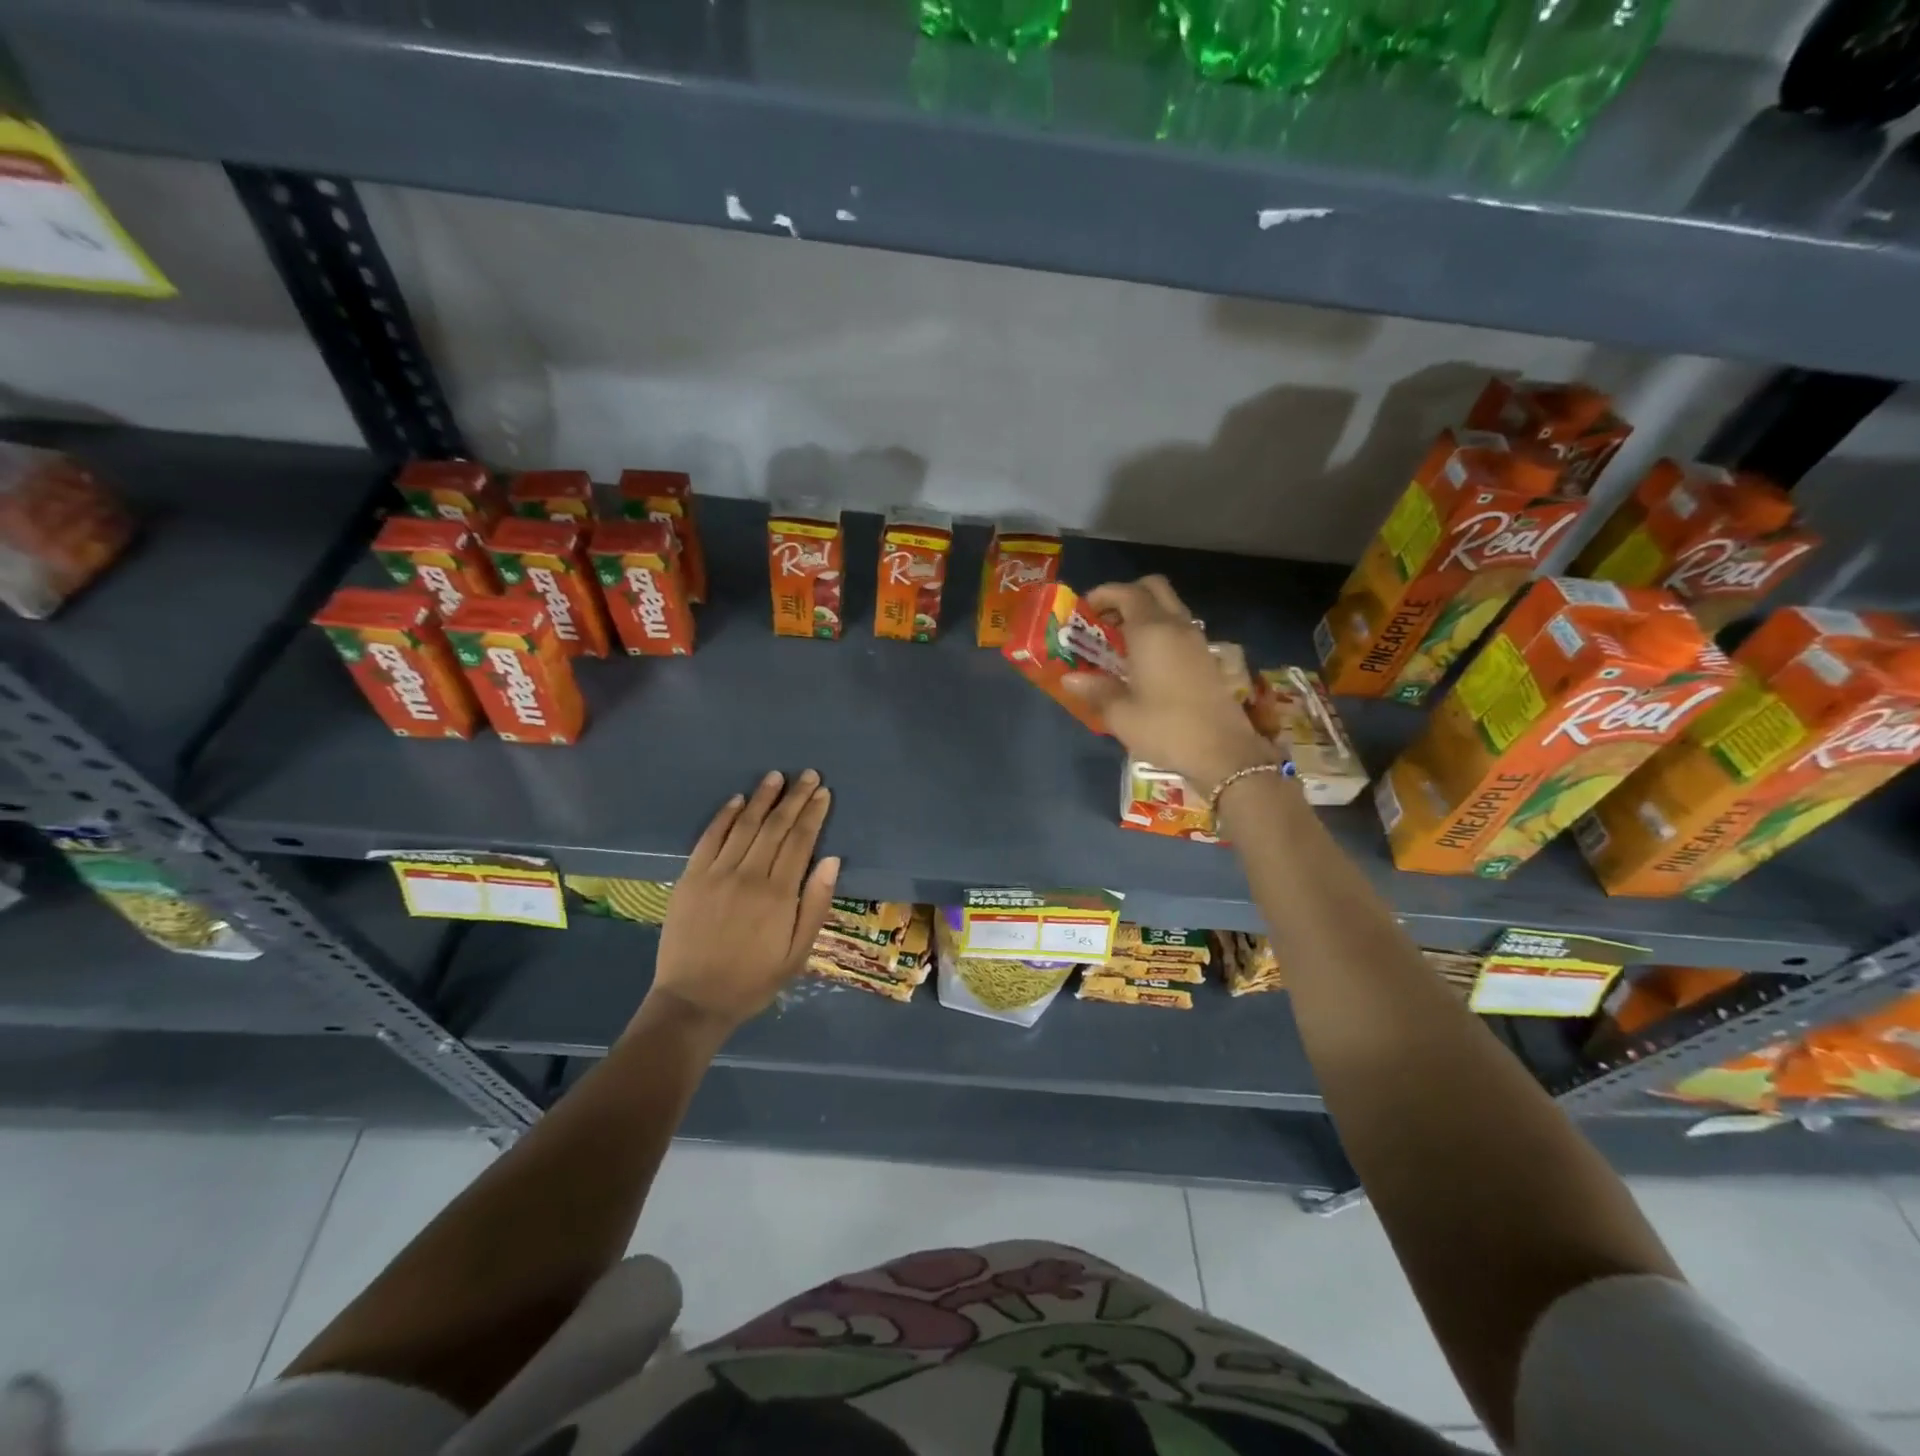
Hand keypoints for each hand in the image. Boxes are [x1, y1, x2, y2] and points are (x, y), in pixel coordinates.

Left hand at [645, 770, 839, 1034]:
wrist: (694, 1001)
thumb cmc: (754, 980)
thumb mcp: (798, 953)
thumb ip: (815, 905)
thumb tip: (832, 860)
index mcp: (778, 895)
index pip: (800, 841)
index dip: (813, 814)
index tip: (823, 792)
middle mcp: (748, 876)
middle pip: (775, 827)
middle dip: (794, 798)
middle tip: (808, 775)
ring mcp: (716, 874)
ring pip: (744, 826)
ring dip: (762, 798)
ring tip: (777, 776)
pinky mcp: (690, 878)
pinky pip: (710, 838)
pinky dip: (724, 816)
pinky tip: (737, 800)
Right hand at [1064, 576, 1277, 794]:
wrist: (1223, 752)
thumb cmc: (1165, 729)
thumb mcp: (1121, 714)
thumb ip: (1095, 690)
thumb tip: (1070, 678)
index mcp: (1151, 632)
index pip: (1126, 593)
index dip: (1103, 595)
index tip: (1084, 611)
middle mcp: (1176, 626)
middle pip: (1154, 588)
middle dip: (1127, 595)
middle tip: (1105, 620)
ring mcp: (1196, 641)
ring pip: (1170, 607)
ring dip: (1145, 612)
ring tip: (1121, 642)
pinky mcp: (1206, 658)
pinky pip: (1179, 627)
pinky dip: (1160, 630)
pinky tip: (1145, 661)